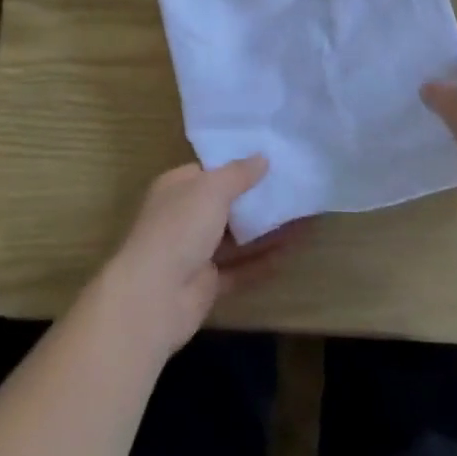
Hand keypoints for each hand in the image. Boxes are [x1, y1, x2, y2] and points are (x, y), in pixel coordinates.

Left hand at [98, 157, 296, 355]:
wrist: (154, 297)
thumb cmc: (179, 228)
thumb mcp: (211, 189)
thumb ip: (238, 173)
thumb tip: (262, 157)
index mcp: (177, 188)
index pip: (209, 171)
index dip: (237, 166)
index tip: (270, 160)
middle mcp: (184, 217)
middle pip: (225, 204)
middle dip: (256, 198)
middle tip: (293, 188)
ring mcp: (195, 252)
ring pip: (236, 237)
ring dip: (266, 230)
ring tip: (302, 217)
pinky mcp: (207, 284)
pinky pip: (240, 268)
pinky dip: (263, 261)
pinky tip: (291, 251)